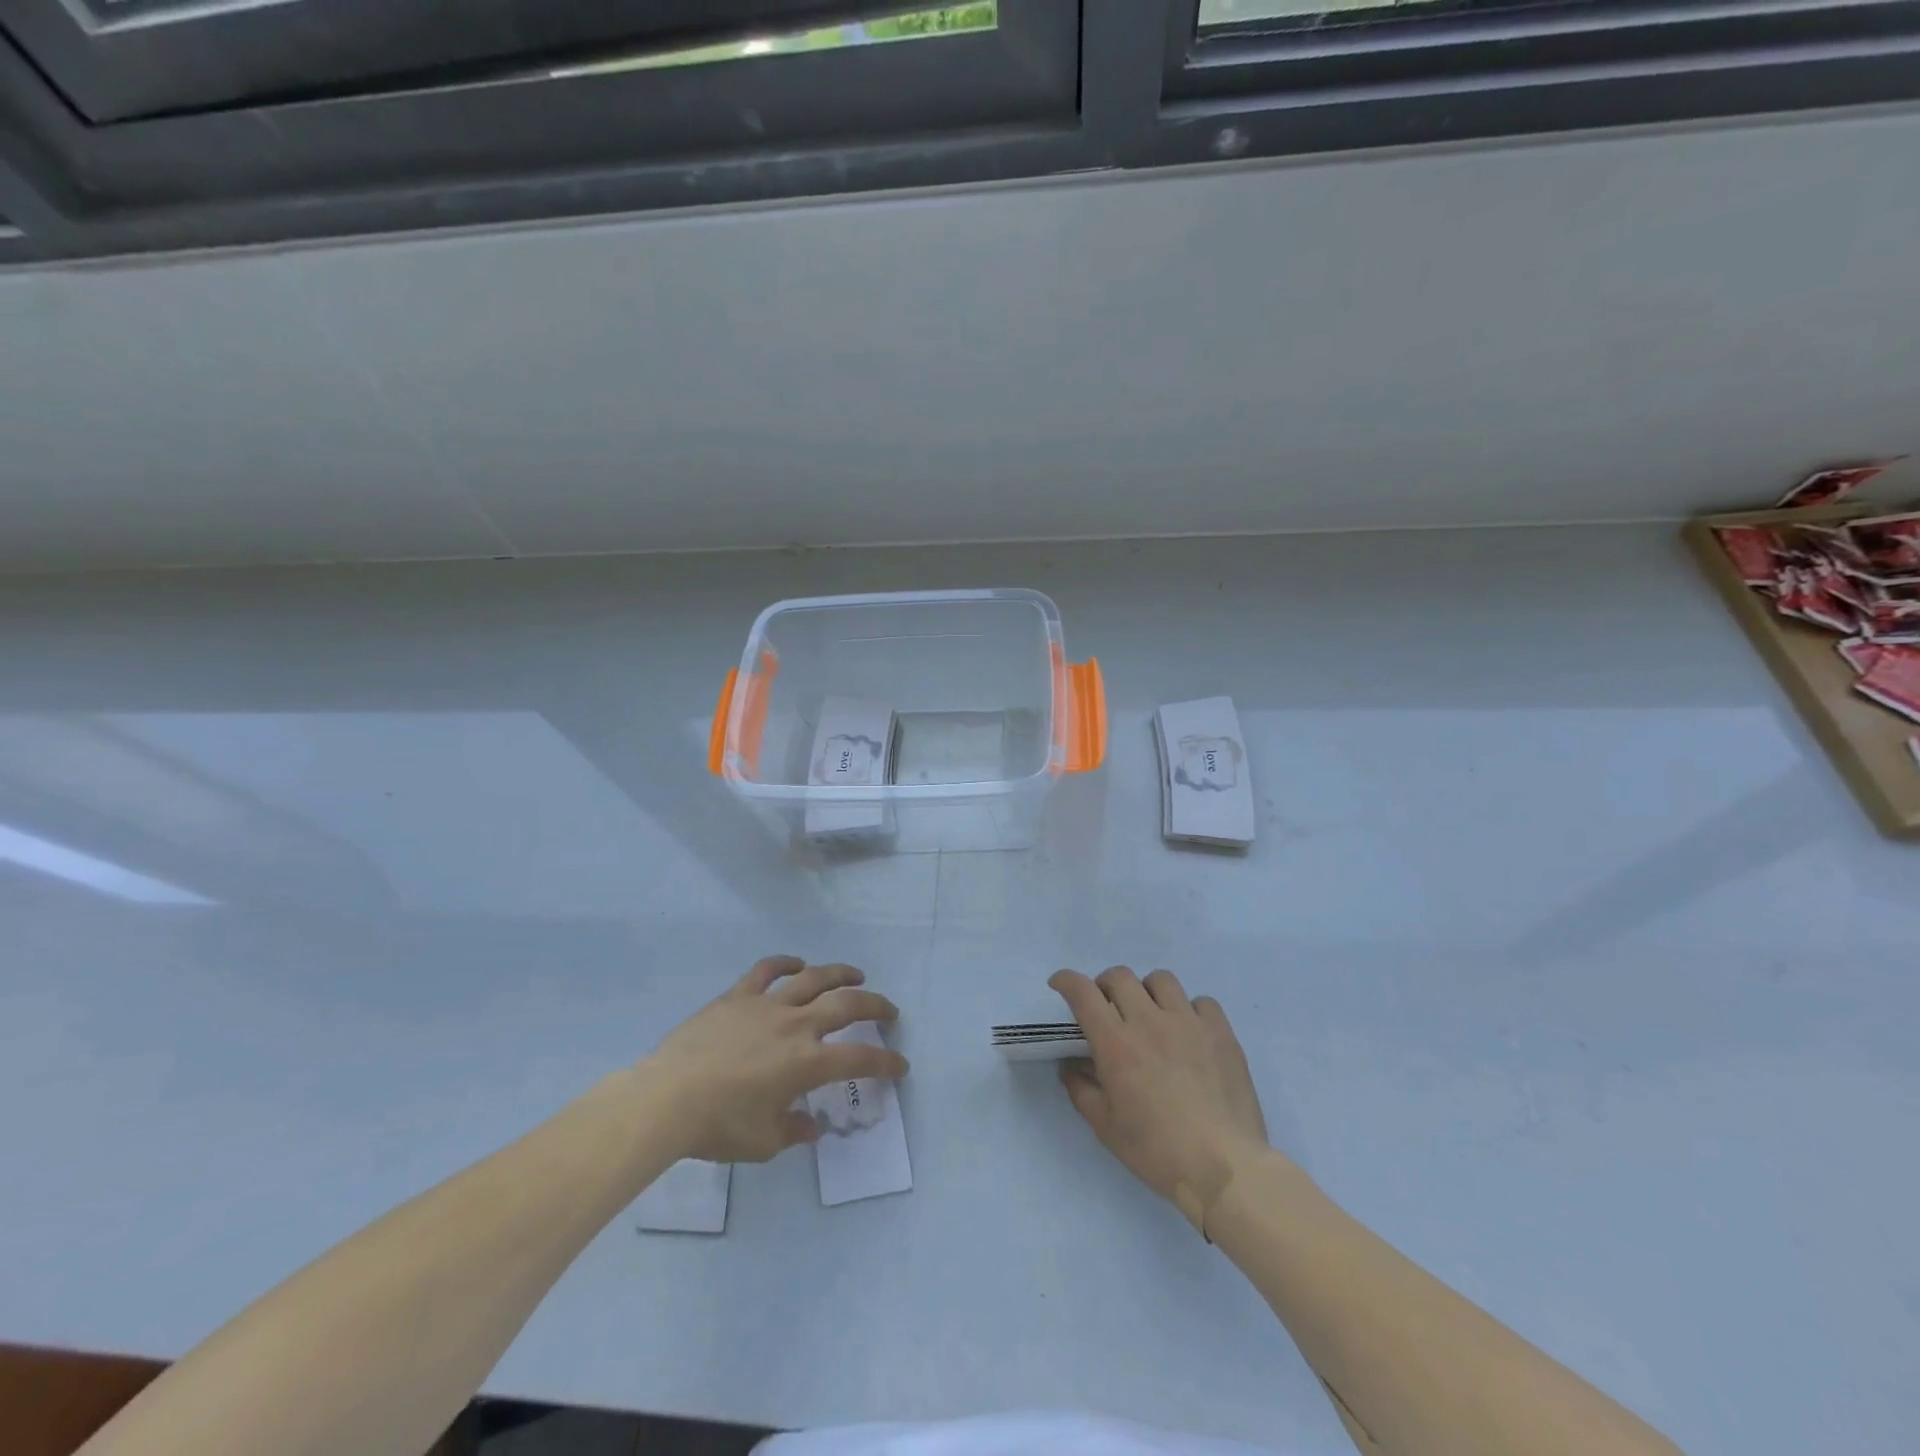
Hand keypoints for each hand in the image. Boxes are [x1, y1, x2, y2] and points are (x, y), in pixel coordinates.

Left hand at [646, 956, 907, 1162]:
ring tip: (855, 975)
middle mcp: (796, 1026)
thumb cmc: (718, 1126)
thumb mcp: (763, 1143)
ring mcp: (767, 1005)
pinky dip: (785, 963)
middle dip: (874, 1005)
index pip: (859, 1058)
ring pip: (813, 978)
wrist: (667, 1098)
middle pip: (846, 1005)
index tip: (900, 1065)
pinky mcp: (738, 996)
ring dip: (840, 974)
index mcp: (807, 1063)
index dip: (885, 1061)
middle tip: (888, 1009)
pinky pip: (766, 970)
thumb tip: (810, 1125)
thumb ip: (793, 1131)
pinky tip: (796, 963)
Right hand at [1050, 966, 1269, 1233]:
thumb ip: (1082, 1090)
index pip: (1083, 993)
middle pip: (1120, 976)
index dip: (1067, 981)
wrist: (1225, 1169)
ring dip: (1147, 992)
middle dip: (1105, 986)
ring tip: (1151, 1015)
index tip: (1060, 984)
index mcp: (1116, 1043)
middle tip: (1107, 1008)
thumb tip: (1071, 1067)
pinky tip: (1189, 1032)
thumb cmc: (1158, 1152)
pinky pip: (1201, 1002)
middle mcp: (1149, 1021)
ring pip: (1161, 980)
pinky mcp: (1220, 1032)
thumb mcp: (1106, 1128)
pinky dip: (1189, 1010)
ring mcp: (1188, 1022)